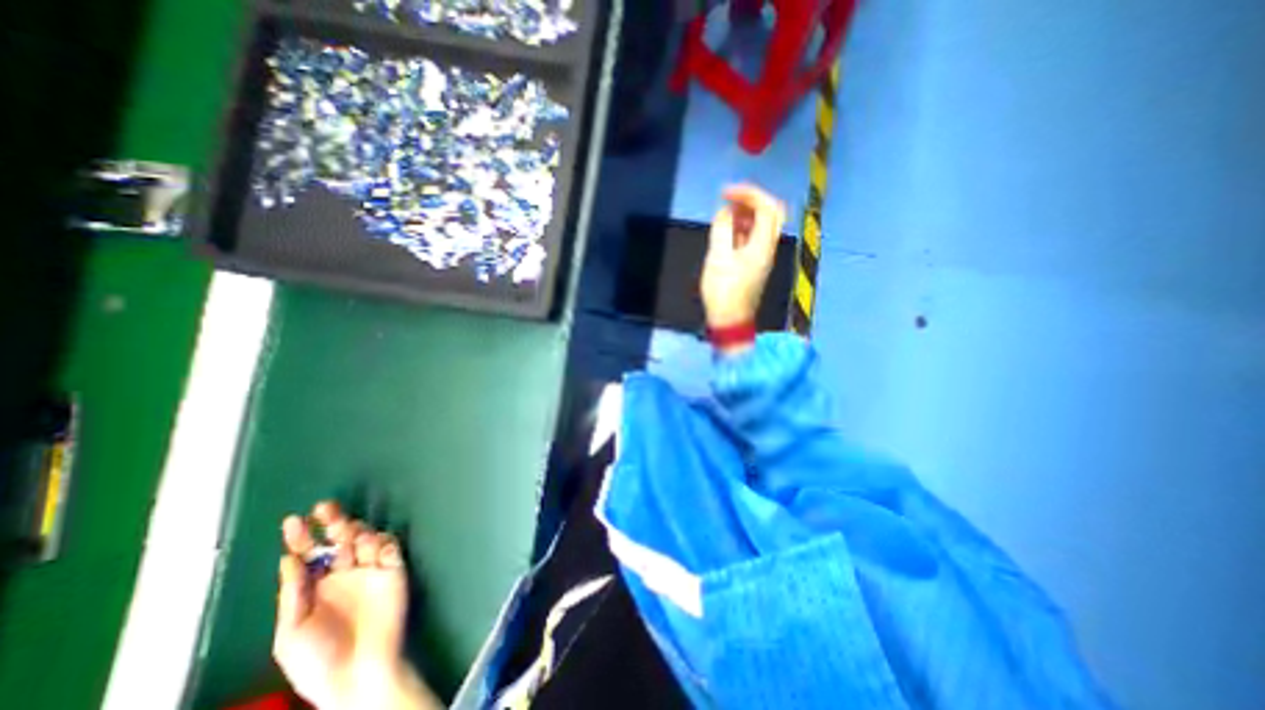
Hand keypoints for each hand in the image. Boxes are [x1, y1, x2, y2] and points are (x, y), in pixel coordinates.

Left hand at [272, 501, 439, 709]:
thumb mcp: (291, 633)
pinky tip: (373, 546)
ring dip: (356, 531)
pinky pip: (390, 547)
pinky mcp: (394, 569)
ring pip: (365, 538)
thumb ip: (292, 595)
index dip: (300, 537)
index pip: (307, 555)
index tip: (293, 520)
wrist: (359, 674)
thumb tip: (288, 559)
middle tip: (325, 508)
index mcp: (314, 587)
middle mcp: (343, 572)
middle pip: (339, 539)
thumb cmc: (317, 660)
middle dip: (332, 522)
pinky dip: (382, 541)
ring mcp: (371, 569)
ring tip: (348, 532)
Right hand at [696, 185, 786, 336]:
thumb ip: (722, 230)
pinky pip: (754, 236)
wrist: (729, 319)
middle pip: (771, 213)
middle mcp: (767, 247)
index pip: (766, 207)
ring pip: (763, 224)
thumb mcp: (717, 258)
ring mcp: (762, 256)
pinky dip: (743, 226)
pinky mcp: (754, 263)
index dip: (748, 193)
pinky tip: (728, 229)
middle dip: (751, 200)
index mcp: (762, 245)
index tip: (726, 192)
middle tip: (730, 198)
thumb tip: (725, 212)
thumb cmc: (723, 291)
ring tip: (726, 211)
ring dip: (747, 213)